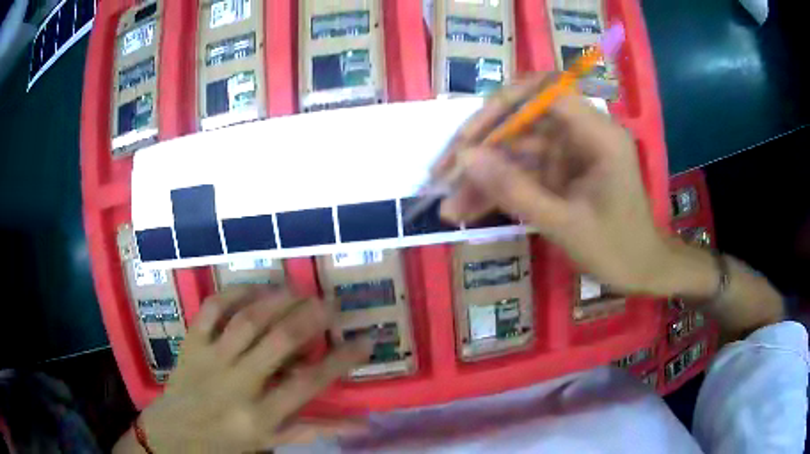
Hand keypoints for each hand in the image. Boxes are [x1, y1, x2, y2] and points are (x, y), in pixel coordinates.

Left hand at [119, 286, 372, 452]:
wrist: (173, 435)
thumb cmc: (226, 443)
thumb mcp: (271, 443)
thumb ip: (314, 430)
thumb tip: (363, 425)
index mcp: (260, 416)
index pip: (309, 384)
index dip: (341, 359)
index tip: (366, 341)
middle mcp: (237, 384)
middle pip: (279, 341)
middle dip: (311, 317)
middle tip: (333, 303)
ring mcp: (210, 359)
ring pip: (246, 319)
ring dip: (277, 299)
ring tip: (299, 289)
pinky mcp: (191, 343)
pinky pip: (210, 309)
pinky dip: (233, 293)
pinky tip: (254, 287)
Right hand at [436, 75, 670, 293]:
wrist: (641, 272)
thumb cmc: (616, 248)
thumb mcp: (564, 223)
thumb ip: (515, 190)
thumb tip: (465, 158)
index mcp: (598, 134)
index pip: (545, 93)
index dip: (503, 107)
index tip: (469, 139)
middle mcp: (582, 133)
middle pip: (522, 120)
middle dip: (481, 146)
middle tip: (443, 172)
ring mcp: (569, 153)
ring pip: (516, 150)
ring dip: (483, 176)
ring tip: (448, 205)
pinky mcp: (561, 172)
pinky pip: (523, 173)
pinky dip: (498, 190)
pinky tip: (468, 210)